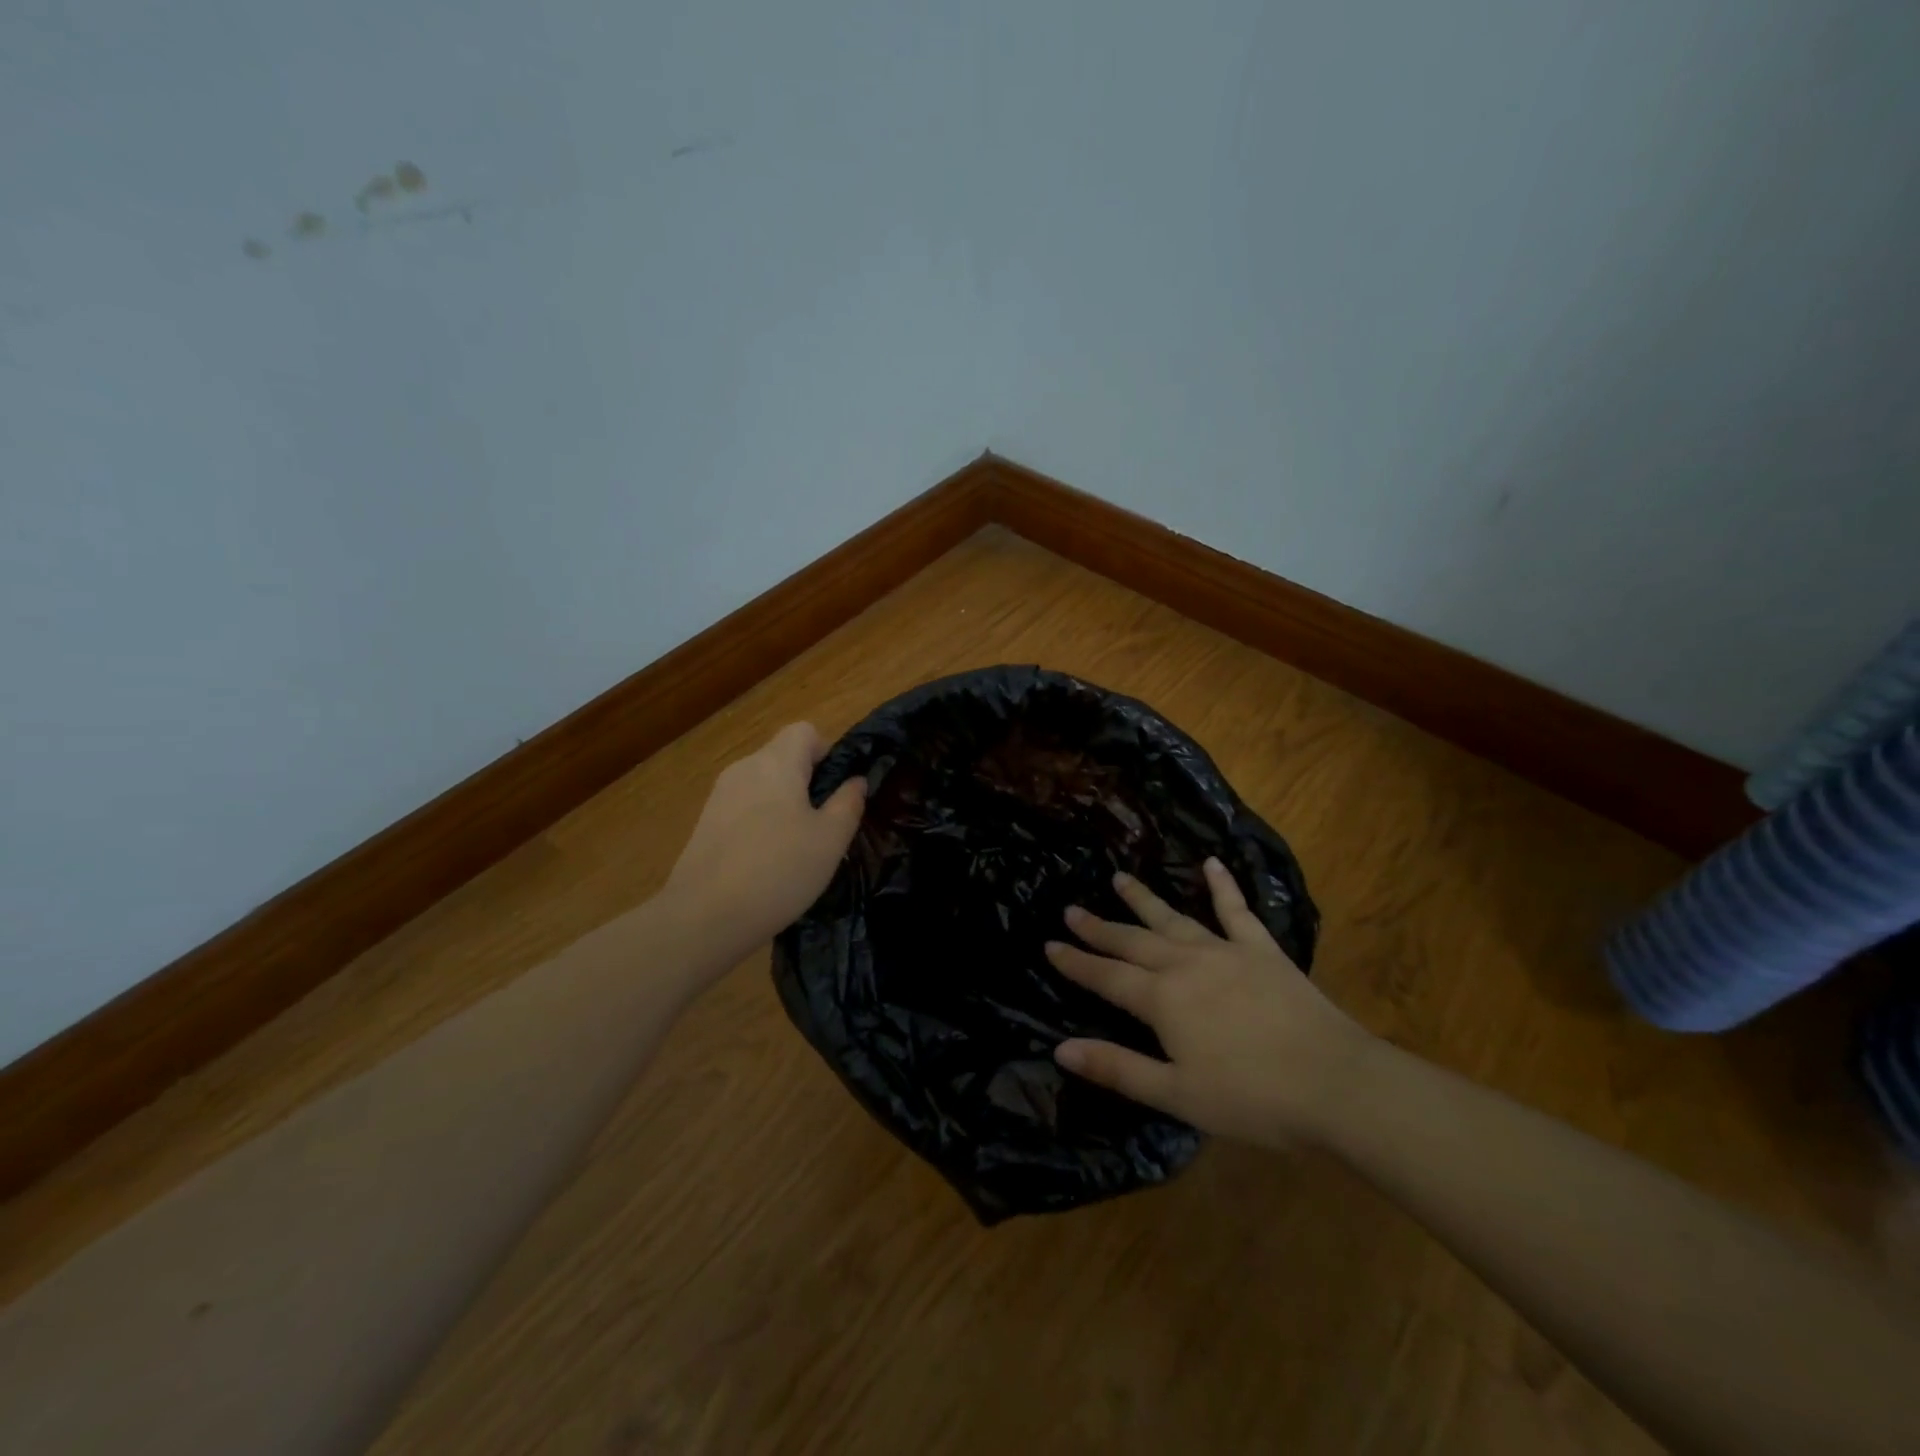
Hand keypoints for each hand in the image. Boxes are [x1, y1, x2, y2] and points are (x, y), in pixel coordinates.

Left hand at [661, 722, 865, 970]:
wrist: (704, 917)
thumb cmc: (779, 871)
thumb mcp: (831, 840)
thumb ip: (848, 803)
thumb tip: (855, 781)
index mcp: (776, 763)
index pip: (804, 731)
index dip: (827, 753)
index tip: (837, 791)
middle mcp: (743, 768)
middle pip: (782, 758)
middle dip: (807, 783)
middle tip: (825, 826)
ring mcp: (719, 796)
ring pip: (763, 786)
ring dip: (784, 806)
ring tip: (797, 850)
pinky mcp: (704, 824)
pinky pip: (743, 810)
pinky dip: (759, 825)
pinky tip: (766, 865)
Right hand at [1047, 858, 1375, 1147]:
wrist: (1336, 1084)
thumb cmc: (1252, 1098)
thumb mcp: (1176, 1094)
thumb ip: (1118, 1068)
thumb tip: (1060, 1049)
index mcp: (1162, 1000)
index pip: (1106, 976)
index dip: (1076, 962)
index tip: (1049, 944)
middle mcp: (1185, 964)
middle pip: (1133, 941)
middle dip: (1100, 927)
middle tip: (1072, 909)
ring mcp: (1225, 951)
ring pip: (1173, 918)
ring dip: (1144, 900)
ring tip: (1120, 878)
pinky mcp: (1262, 950)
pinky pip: (1237, 911)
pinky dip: (1223, 885)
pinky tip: (1212, 863)